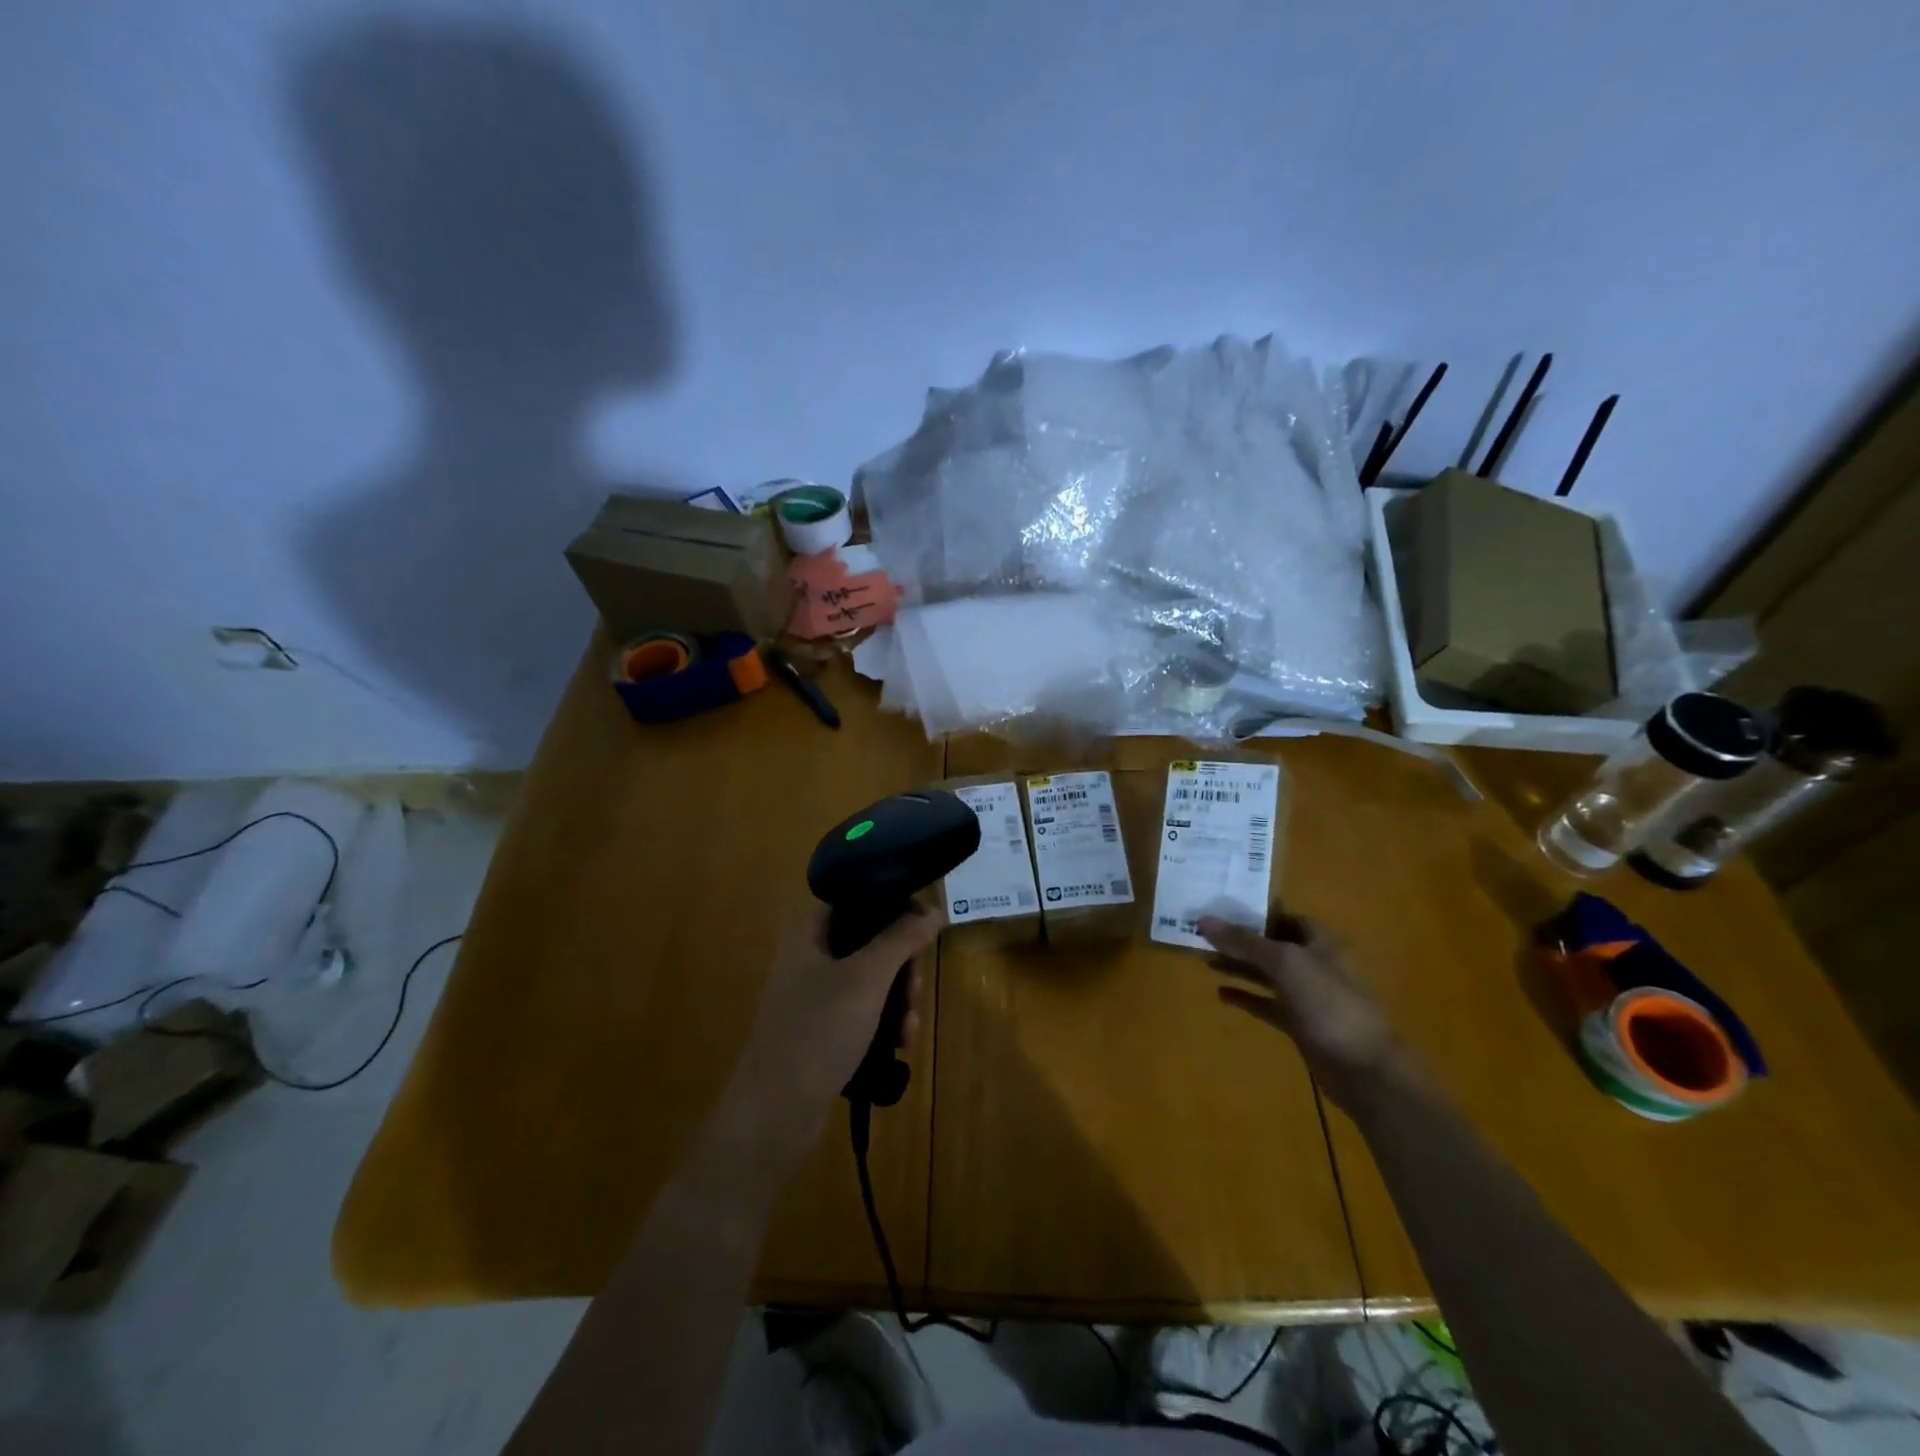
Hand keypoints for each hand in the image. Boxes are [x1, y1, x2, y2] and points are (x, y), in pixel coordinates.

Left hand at [727, 903, 942, 1149]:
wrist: (774, 1113)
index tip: (924, 925)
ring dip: (898, 998)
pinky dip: (883, 1022)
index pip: (856, 896)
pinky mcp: (820, 1030)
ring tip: (909, 1029)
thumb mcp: (867, 978)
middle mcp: (809, 957)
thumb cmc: (818, 1031)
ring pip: (870, 979)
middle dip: (902, 964)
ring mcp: (813, 996)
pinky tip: (899, 1046)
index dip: (893, 903)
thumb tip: (933, 910)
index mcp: (809, 932)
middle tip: (915, 989)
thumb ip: (901, 938)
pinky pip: (862, 1011)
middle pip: (869, 940)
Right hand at [1200, 912, 1407, 1110]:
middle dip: (1241, 941)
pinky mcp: (1300, 1024)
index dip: (1256, 913)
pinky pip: (1268, 1004)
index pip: (1286, 917)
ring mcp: (1308, 997)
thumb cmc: (1328, 1003)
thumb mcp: (1284, 963)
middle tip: (1204, 936)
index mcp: (1320, 943)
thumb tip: (1204, 920)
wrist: (1362, 1068)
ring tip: (1206, 962)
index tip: (1222, 910)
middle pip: (1273, 946)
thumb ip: (1245, 941)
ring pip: (1268, 975)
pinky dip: (1246, 997)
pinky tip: (1221, 994)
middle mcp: (1314, 965)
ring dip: (1240, 968)